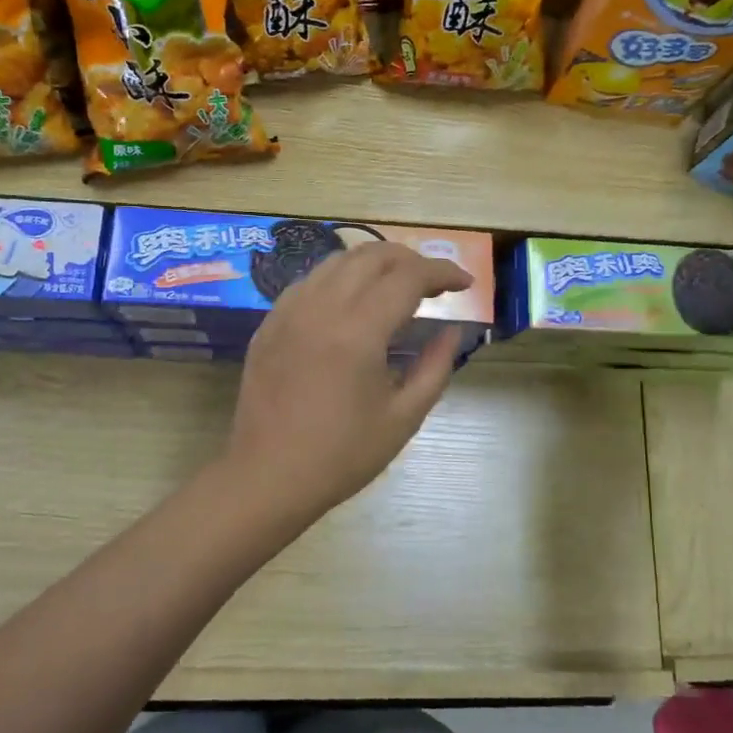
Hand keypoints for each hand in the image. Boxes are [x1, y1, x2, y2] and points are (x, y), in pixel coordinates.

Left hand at [220, 243, 471, 534]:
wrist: (268, 477)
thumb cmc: (342, 455)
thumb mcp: (403, 417)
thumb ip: (435, 367)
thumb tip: (452, 330)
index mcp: (358, 331)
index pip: (408, 277)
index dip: (442, 272)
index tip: (465, 282)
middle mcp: (321, 307)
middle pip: (372, 255)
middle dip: (411, 259)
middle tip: (434, 284)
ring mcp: (289, 311)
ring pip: (337, 261)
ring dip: (374, 264)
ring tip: (395, 287)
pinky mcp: (269, 323)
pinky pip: (309, 281)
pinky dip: (339, 278)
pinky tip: (350, 303)